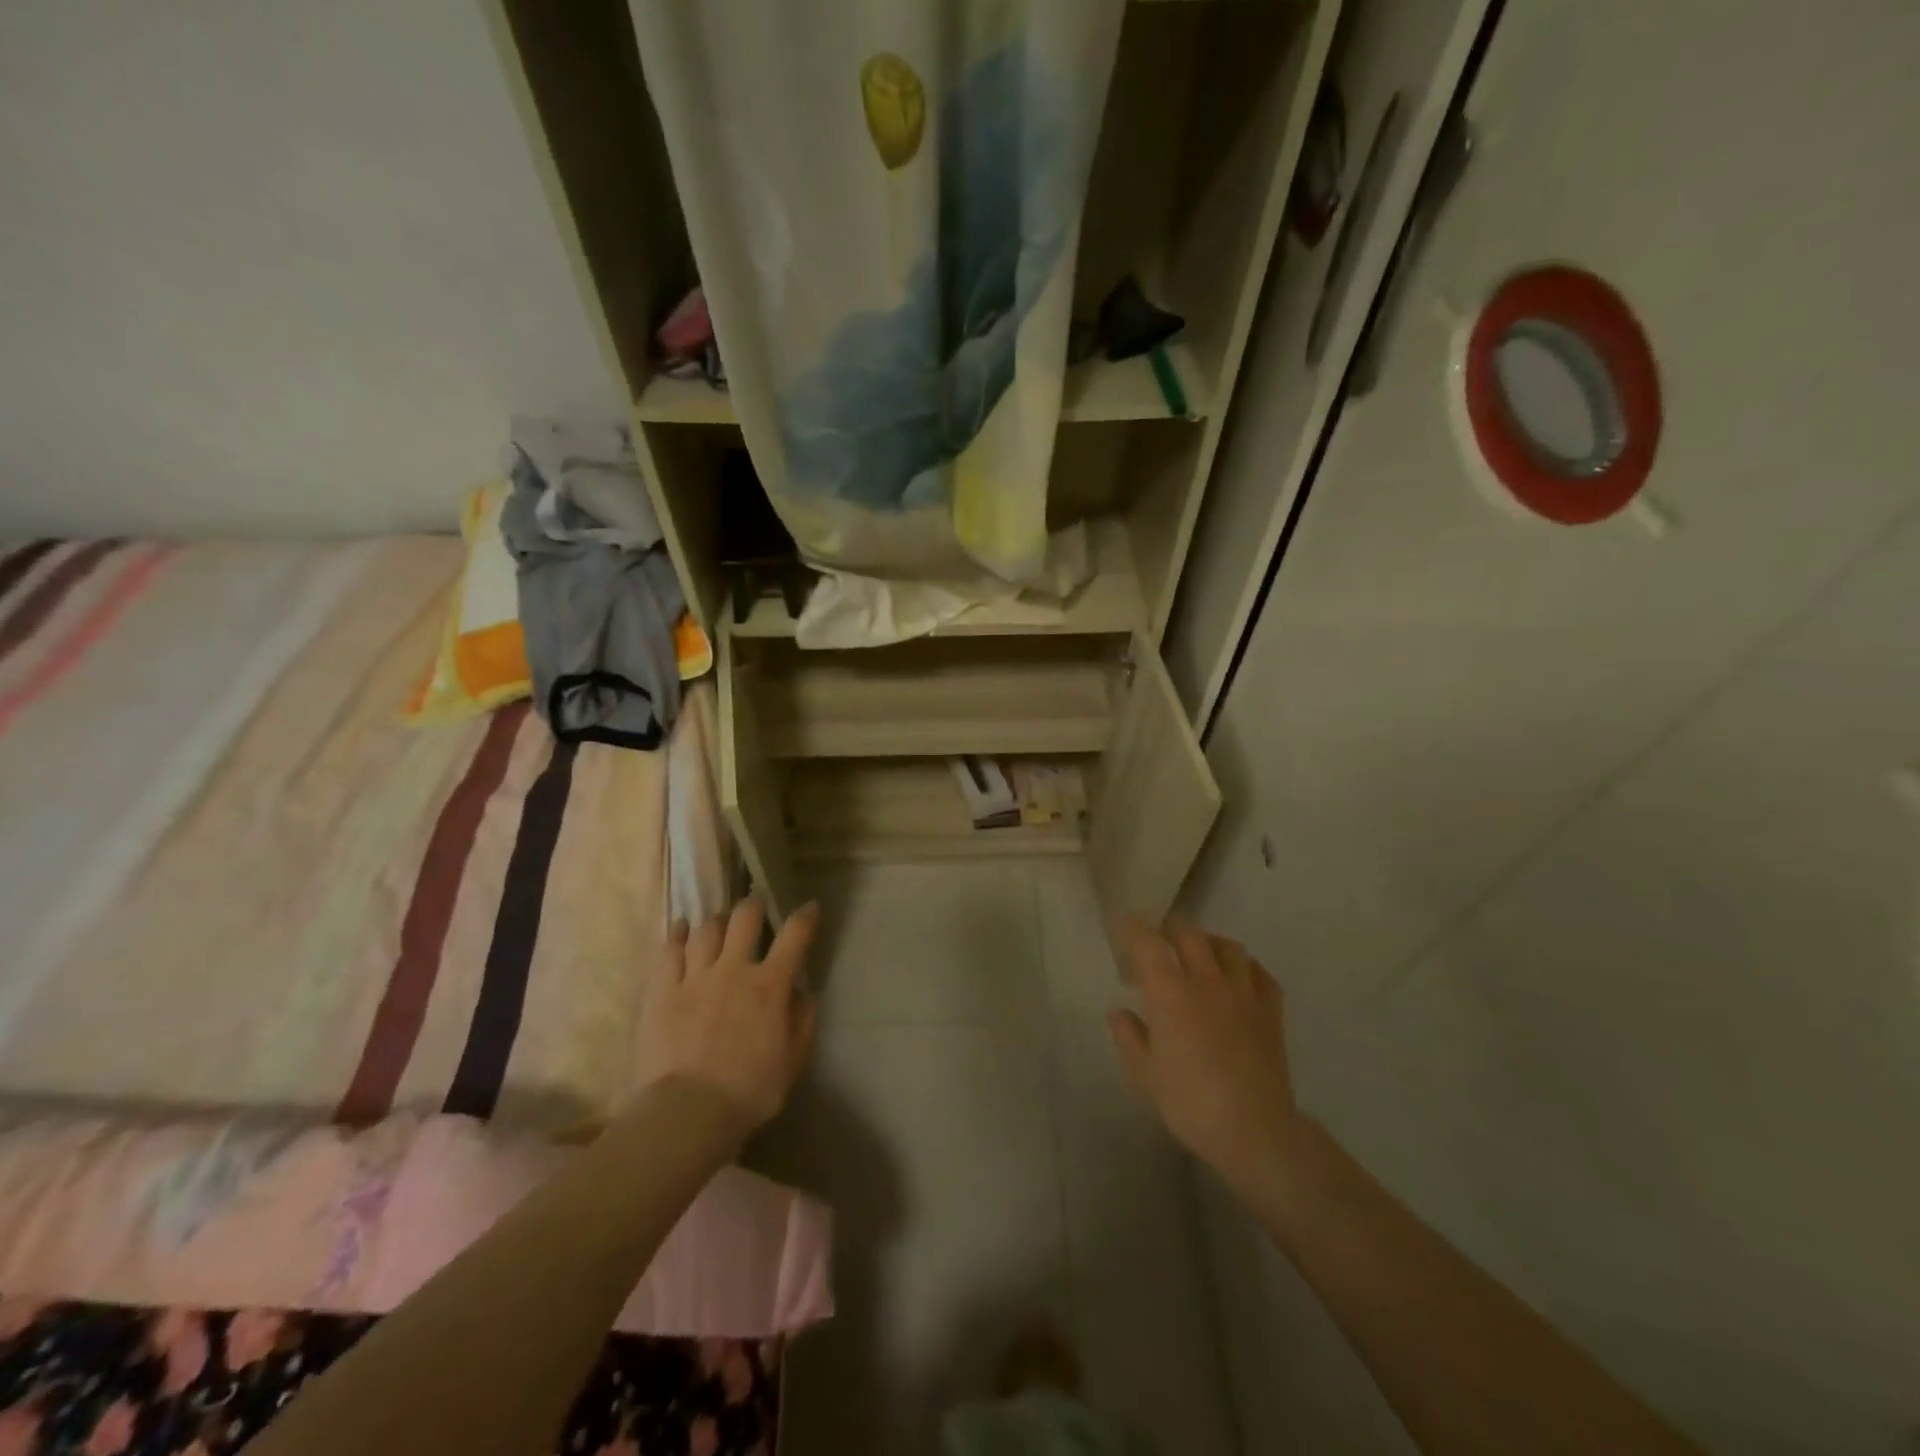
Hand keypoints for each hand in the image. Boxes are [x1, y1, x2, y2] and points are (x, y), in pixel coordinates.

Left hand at [636, 897, 818, 1132]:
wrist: (687, 1113)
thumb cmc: (748, 1091)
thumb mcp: (792, 1061)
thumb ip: (802, 1022)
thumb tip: (803, 993)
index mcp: (770, 985)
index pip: (795, 936)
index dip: (805, 916)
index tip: (809, 908)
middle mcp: (734, 969)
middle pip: (745, 918)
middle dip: (754, 905)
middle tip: (756, 905)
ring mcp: (695, 977)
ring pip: (706, 930)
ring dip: (717, 921)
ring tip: (719, 922)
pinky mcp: (662, 991)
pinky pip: (669, 951)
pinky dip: (677, 935)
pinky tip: (680, 929)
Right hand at [1108, 917, 1301, 1194]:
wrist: (1254, 1130)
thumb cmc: (1190, 1103)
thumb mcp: (1145, 1074)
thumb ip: (1129, 1037)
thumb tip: (1119, 1012)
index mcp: (1170, 992)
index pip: (1148, 943)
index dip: (1133, 929)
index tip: (1123, 925)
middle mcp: (1207, 981)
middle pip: (1189, 934)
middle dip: (1170, 929)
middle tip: (1159, 940)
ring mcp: (1243, 993)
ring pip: (1228, 947)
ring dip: (1209, 942)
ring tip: (1200, 952)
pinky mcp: (1271, 1011)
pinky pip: (1261, 973)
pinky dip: (1246, 967)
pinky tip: (1239, 977)